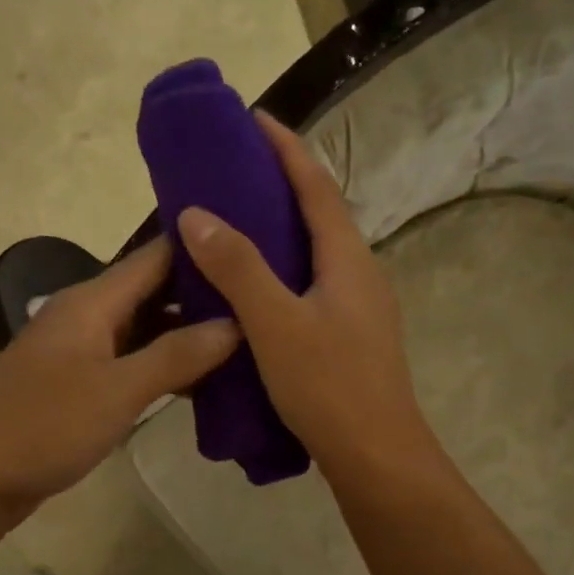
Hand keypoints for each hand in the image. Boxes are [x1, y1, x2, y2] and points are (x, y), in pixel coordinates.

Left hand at [0, 238, 238, 525]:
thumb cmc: (43, 426)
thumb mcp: (117, 390)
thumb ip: (177, 355)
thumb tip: (236, 324)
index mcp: (93, 300)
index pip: (157, 255)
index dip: (204, 245)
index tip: (258, 242)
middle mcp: (88, 315)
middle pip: (155, 291)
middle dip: (206, 294)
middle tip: (264, 298)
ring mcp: (83, 351)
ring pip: (147, 329)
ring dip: (190, 334)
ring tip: (250, 338)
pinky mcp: (82, 384)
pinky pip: (134, 362)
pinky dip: (168, 367)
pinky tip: (206, 382)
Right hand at [177, 111, 437, 478]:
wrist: (376, 456)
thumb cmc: (329, 385)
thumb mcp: (276, 323)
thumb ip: (238, 267)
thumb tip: (196, 214)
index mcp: (348, 258)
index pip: (316, 185)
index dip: (286, 148)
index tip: (252, 118)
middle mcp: (359, 273)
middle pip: (320, 214)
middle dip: (280, 184)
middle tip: (233, 171)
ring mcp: (359, 307)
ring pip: (316, 253)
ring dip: (281, 230)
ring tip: (235, 223)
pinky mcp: (350, 336)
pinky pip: (312, 285)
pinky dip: (282, 270)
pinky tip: (254, 289)